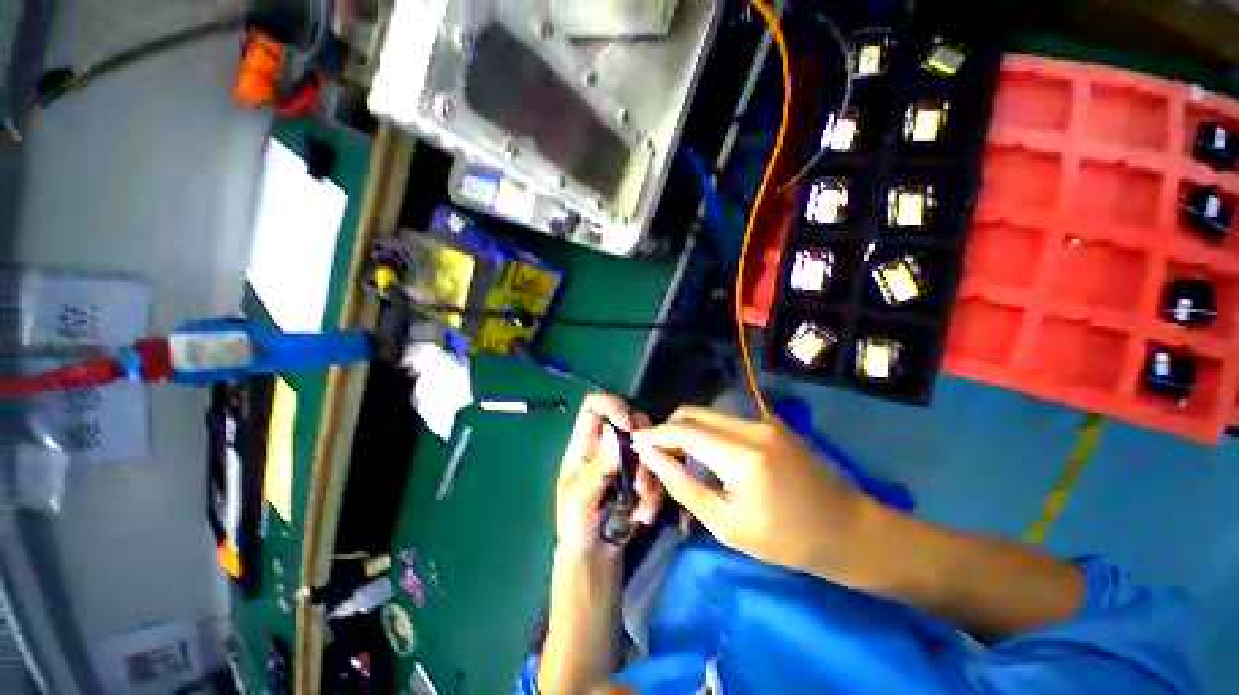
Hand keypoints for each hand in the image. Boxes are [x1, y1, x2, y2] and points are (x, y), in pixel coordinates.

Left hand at [555, 394, 663, 558]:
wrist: (595, 554)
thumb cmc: (576, 524)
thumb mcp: (580, 498)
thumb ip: (598, 467)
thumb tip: (615, 433)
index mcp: (585, 442)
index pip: (594, 405)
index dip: (612, 404)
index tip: (628, 425)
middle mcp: (608, 443)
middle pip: (631, 418)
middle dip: (641, 444)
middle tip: (640, 474)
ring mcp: (628, 458)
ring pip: (650, 444)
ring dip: (650, 475)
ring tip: (639, 502)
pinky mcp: (644, 475)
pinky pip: (659, 471)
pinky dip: (655, 493)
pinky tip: (641, 515)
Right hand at [631, 406, 868, 577]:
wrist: (846, 530)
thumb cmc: (785, 540)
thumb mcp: (726, 524)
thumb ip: (682, 485)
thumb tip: (651, 457)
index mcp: (742, 456)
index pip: (684, 430)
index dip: (655, 434)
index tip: (635, 442)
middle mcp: (752, 427)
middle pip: (693, 413)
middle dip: (668, 428)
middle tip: (656, 453)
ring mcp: (764, 420)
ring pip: (708, 413)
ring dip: (686, 429)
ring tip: (677, 454)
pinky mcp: (771, 422)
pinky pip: (725, 420)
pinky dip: (706, 431)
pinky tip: (705, 453)